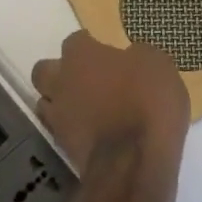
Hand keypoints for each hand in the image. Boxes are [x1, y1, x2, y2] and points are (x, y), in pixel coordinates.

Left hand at [32, 32, 189, 175]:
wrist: (135, 161)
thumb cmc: (148, 101)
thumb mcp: (157, 65)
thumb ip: (135, 57)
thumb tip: (128, 59)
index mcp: (81, 55)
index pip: (75, 40)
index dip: (89, 45)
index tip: (103, 52)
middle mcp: (61, 81)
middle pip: (44, 70)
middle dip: (60, 72)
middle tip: (86, 79)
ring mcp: (58, 117)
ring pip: (45, 102)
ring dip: (60, 102)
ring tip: (85, 108)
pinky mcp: (62, 149)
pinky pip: (60, 131)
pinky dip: (72, 130)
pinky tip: (92, 132)